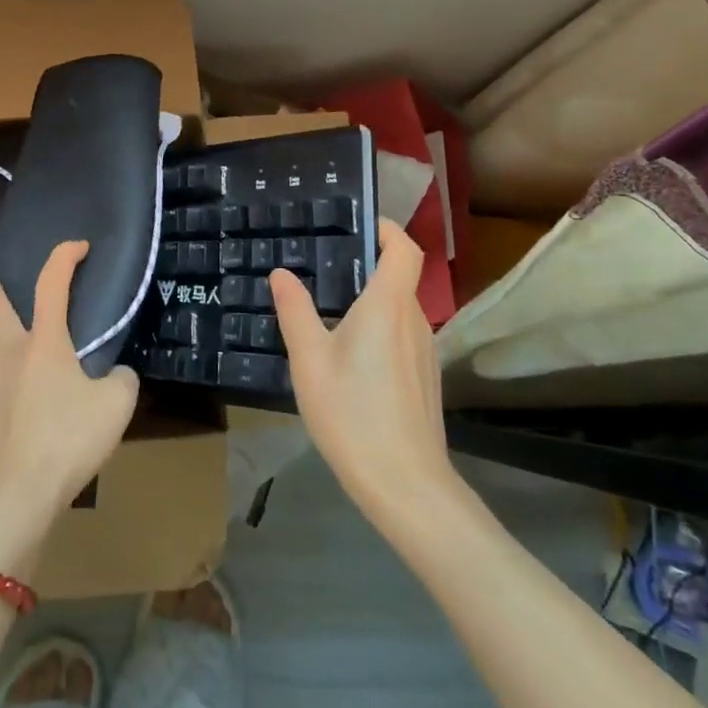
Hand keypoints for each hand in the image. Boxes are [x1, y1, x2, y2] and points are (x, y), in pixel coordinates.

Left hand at [0, 241, 140, 524]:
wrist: (19, 492)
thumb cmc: (69, 438)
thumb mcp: (116, 406)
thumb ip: (122, 381)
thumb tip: (116, 376)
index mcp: (45, 343)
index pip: (52, 285)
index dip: (64, 258)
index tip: (78, 246)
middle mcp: (11, 355)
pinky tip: (1, 391)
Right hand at [270, 220, 451, 516]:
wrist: (405, 485)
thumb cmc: (352, 413)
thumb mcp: (309, 359)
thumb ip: (295, 310)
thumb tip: (282, 273)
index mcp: (388, 305)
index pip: (403, 249)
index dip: (387, 228)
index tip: (360, 222)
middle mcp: (414, 320)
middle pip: (399, 278)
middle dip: (367, 266)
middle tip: (324, 267)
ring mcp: (425, 352)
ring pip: (399, 310)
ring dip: (371, 301)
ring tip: (330, 311)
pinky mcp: (426, 378)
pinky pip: (402, 337)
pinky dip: (380, 330)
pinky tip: (351, 357)